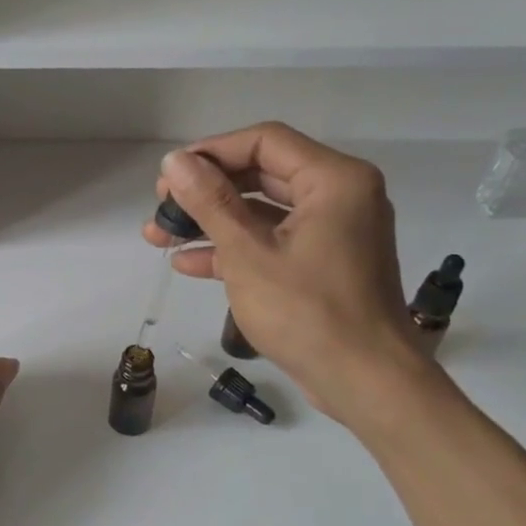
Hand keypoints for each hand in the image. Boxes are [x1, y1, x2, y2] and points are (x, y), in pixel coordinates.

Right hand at [142, 123, 429, 428]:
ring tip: (160, 236)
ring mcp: (333, 232)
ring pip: (262, 211)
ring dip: (212, 222)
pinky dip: (234, 248)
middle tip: (162, 206)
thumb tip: (174, 162)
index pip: (264, 142)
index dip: (211, 153)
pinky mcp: (323, 264)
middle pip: (262, 174)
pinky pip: (273, 241)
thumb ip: (209, 203)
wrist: (364, 382)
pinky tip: (188, 263)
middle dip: (206, 191)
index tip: (169, 175)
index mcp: (334, 180)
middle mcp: (339, 196)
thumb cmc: (307, 312)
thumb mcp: (248, 254)